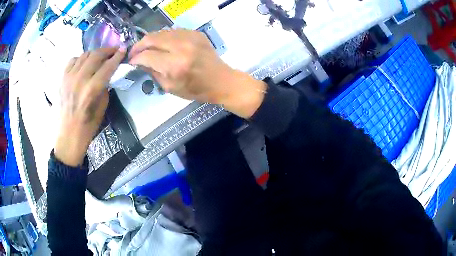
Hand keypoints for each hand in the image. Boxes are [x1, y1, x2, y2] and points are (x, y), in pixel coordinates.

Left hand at [54, 48, 125, 166]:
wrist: (68, 137)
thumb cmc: (87, 127)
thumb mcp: (102, 108)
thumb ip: (104, 87)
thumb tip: (108, 74)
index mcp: (91, 90)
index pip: (107, 66)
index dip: (117, 56)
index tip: (123, 49)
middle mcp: (79, 80)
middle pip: (95, 55)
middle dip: (107, 50)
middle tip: (114, 51)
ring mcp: (68, 78)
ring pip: (84, 55)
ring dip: (94, 53)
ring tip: (100, 57)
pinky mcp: (62, 79)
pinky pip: (72, 60)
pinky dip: (80, 59)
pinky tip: (84, 64)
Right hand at [129, 29, 266, 118]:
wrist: (220, 80)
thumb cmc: (195, 89)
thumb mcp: (170, 87)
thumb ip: (153, 72)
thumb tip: (141, 61)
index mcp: (175, 65)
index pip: (146, 55)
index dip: (135, 57)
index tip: (131, 61)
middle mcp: (181, 47)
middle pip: (151, 38)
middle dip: (139, 45)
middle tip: (135, 52)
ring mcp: (190, 37)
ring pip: (161, 32)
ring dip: (150, 40)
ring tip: (146, 48)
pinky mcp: (195, 33)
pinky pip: (172, 31)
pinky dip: (163, 37)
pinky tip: (162, 44)